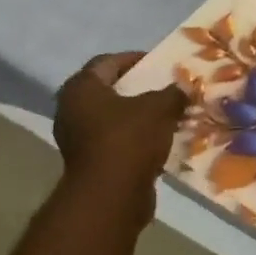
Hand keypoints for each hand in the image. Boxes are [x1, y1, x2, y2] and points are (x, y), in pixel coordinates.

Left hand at [53, 52, 186, 226]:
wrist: (111, 195)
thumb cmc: (129, 139)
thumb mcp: (160, 108)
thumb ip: (173, 93)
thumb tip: (183, 88)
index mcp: (81, 88)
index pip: (108, 62)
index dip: (134, 59)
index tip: (159, 63)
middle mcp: (71, 110)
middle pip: (109, 90)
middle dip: (137, 88)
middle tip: (164, 87)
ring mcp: (77, 138)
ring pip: (112, 117)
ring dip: (138, 115)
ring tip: (167, 114)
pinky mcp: (89, 162)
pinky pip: (115, 140)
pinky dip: (134, 137)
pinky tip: (159, 140)